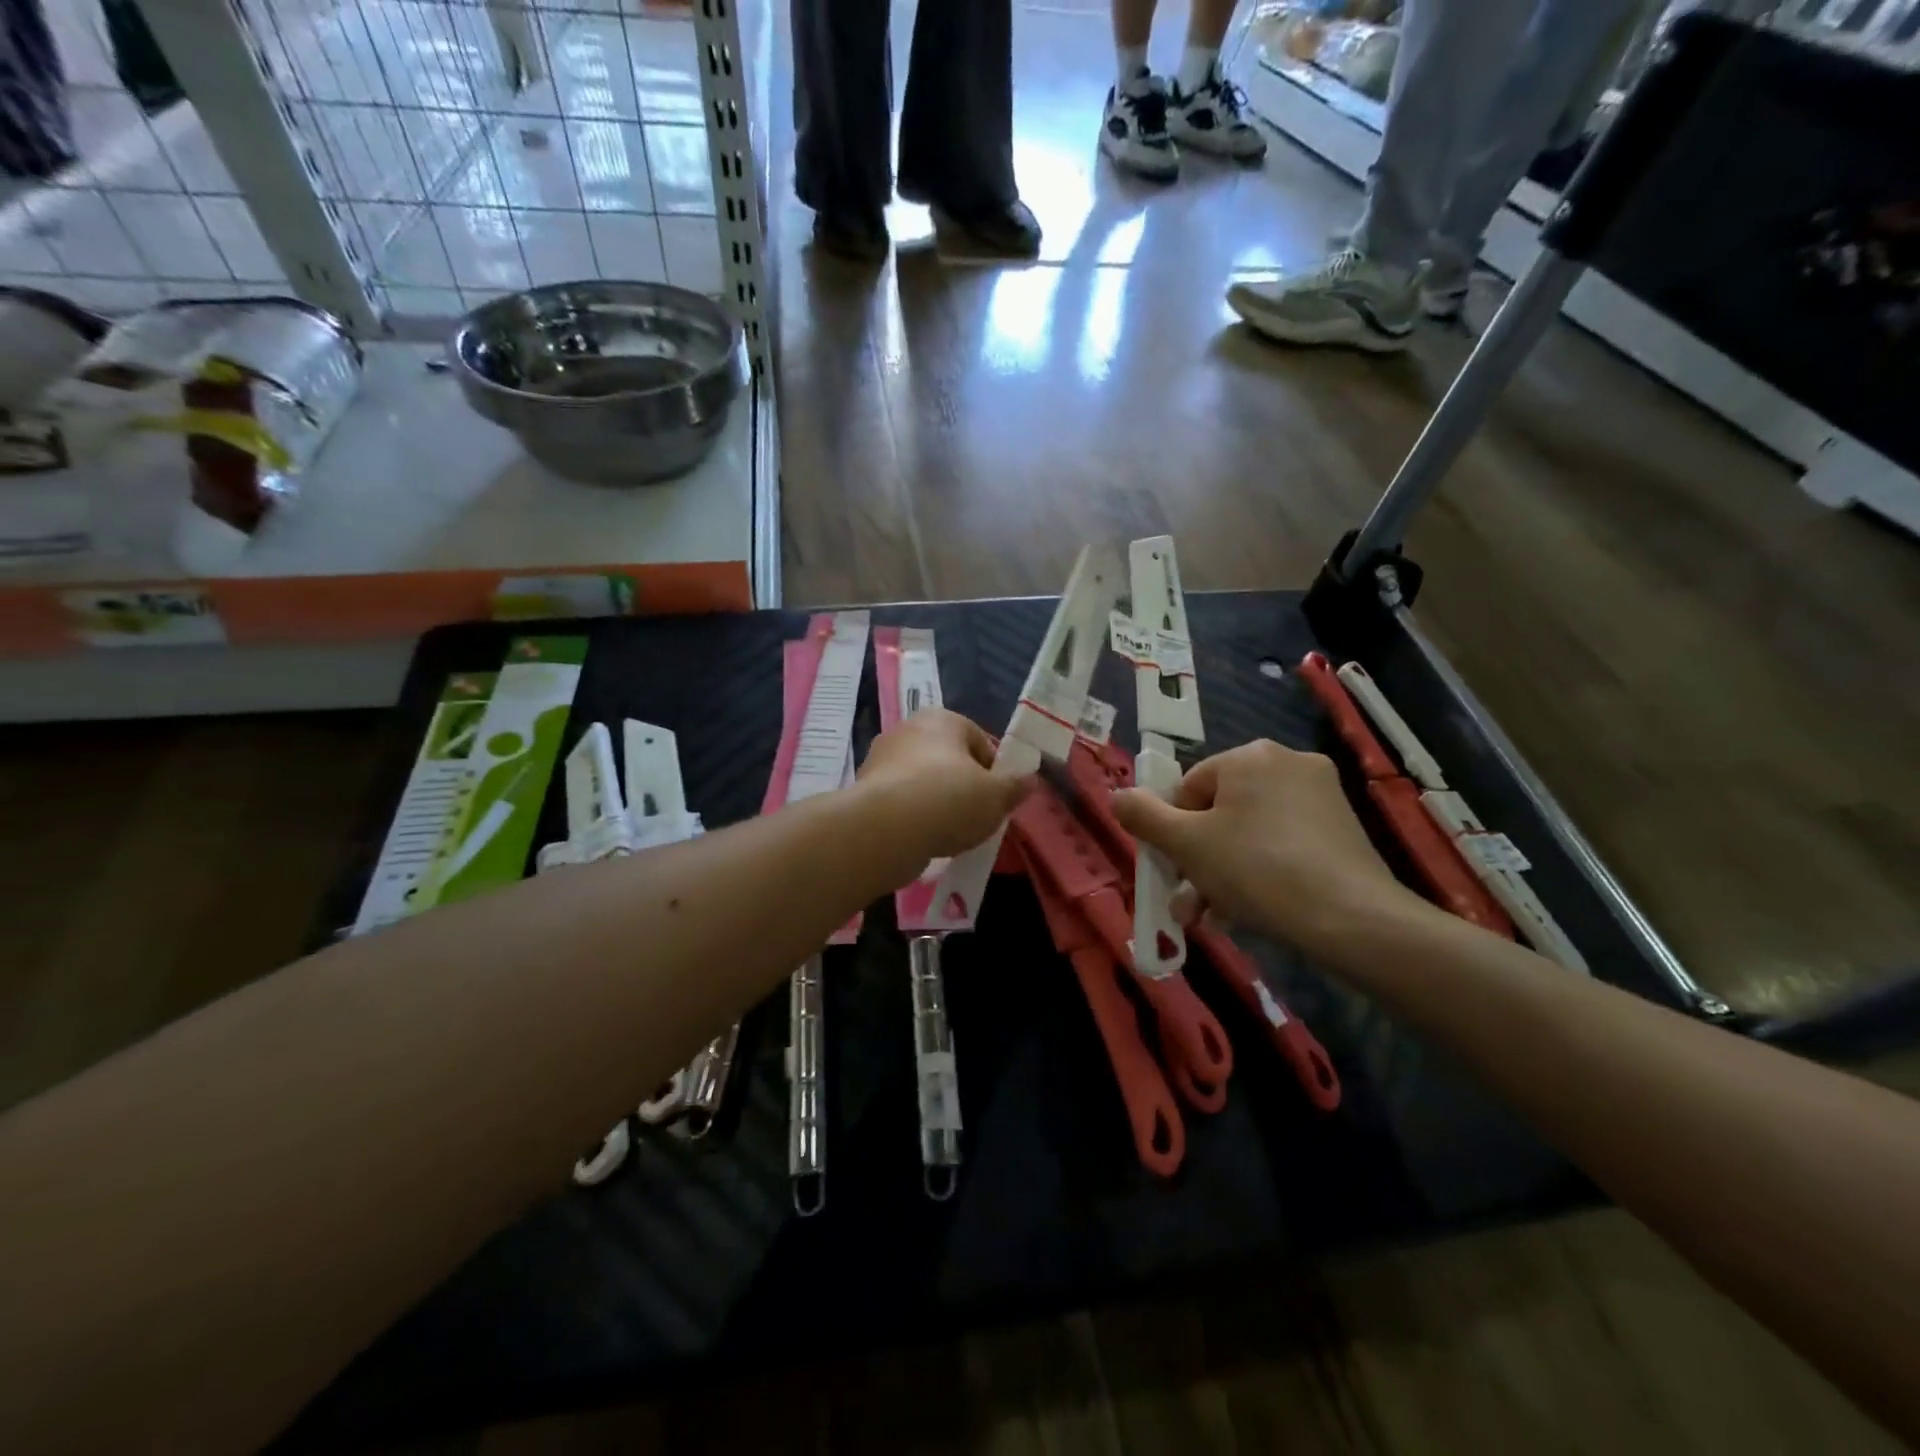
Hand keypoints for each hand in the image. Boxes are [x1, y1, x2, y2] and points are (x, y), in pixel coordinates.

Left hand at [855, 708, 1029, 866]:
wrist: (884, 830)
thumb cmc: (949, 800)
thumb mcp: (997, 796)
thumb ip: (1016, 786)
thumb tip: (1030, 778)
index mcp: (942, 719)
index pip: (979, 740)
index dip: (994, 771)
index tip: (999, 799)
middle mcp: (908, 729)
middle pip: (949, 760)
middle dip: (964, 787)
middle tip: (978, 817)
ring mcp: (882, 759)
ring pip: (923, 782)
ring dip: (938, 804)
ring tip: (951, 833)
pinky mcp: (866, 790)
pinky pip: (902, 802)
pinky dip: (915, 818)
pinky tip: (924, 839)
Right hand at [1111, 740, 1422, 960]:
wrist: (1352, 919)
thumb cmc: (1256, 870)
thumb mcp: (1185, 844)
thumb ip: (1143, 816)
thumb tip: (1118, 795)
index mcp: (1249, 756)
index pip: (1189, 788)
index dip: (1174, 832)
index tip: (1174, 870)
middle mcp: (1287, 763)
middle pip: (1220, 813)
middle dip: (1198, 860)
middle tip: (1189, 903)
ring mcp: (1322, 796)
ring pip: (1250, 833)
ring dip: (1223, 873)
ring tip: (1214, 917)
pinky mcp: (1343, 829)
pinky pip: (1283, 845)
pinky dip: (1261, 873)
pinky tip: (1251, 911)